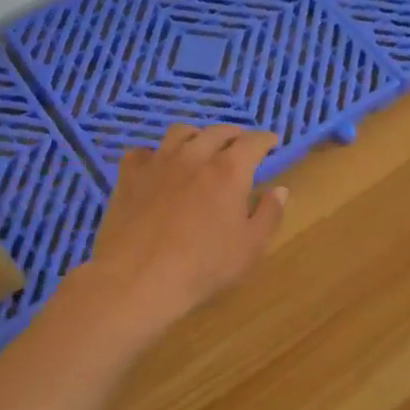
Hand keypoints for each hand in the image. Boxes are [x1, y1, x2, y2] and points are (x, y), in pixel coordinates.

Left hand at [83, 125, 287, 332]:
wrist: (139, 277)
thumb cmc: (204, 265)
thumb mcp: (251, 247)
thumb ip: (269, 214)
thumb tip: (280, 190)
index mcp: (229, 170)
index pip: (253, 142)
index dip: (265, 140)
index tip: (271, 142)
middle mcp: (195, 156)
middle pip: (217, 132)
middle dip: (233, 134)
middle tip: (240, 144)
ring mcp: (159, 163)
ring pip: (180, 133)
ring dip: (197, 135)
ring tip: (201, 146)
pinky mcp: (129, 176)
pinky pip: (142, 152)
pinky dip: (154, 154)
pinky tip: (156, 165)